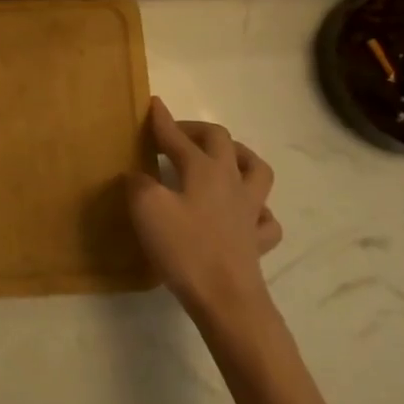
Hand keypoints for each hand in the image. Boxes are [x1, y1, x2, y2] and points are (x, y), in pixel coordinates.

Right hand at [129, 96, 282, 323]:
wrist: (226, 299)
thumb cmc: (185, 249)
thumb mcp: (147, 209)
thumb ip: (138, 184)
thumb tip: (138, 176)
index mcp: (203, 169)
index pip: (178, 136)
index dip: (162, 120)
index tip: (152, 103)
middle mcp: (231, 181)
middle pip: (221, 141)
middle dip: (198, 131)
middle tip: (178, 135)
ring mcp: (250, 211)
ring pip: (256, 170)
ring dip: (239, 157)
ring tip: (223, 159)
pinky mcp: (257, 240)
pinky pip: (265, 218)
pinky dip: (256, 209)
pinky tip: (244, 214)